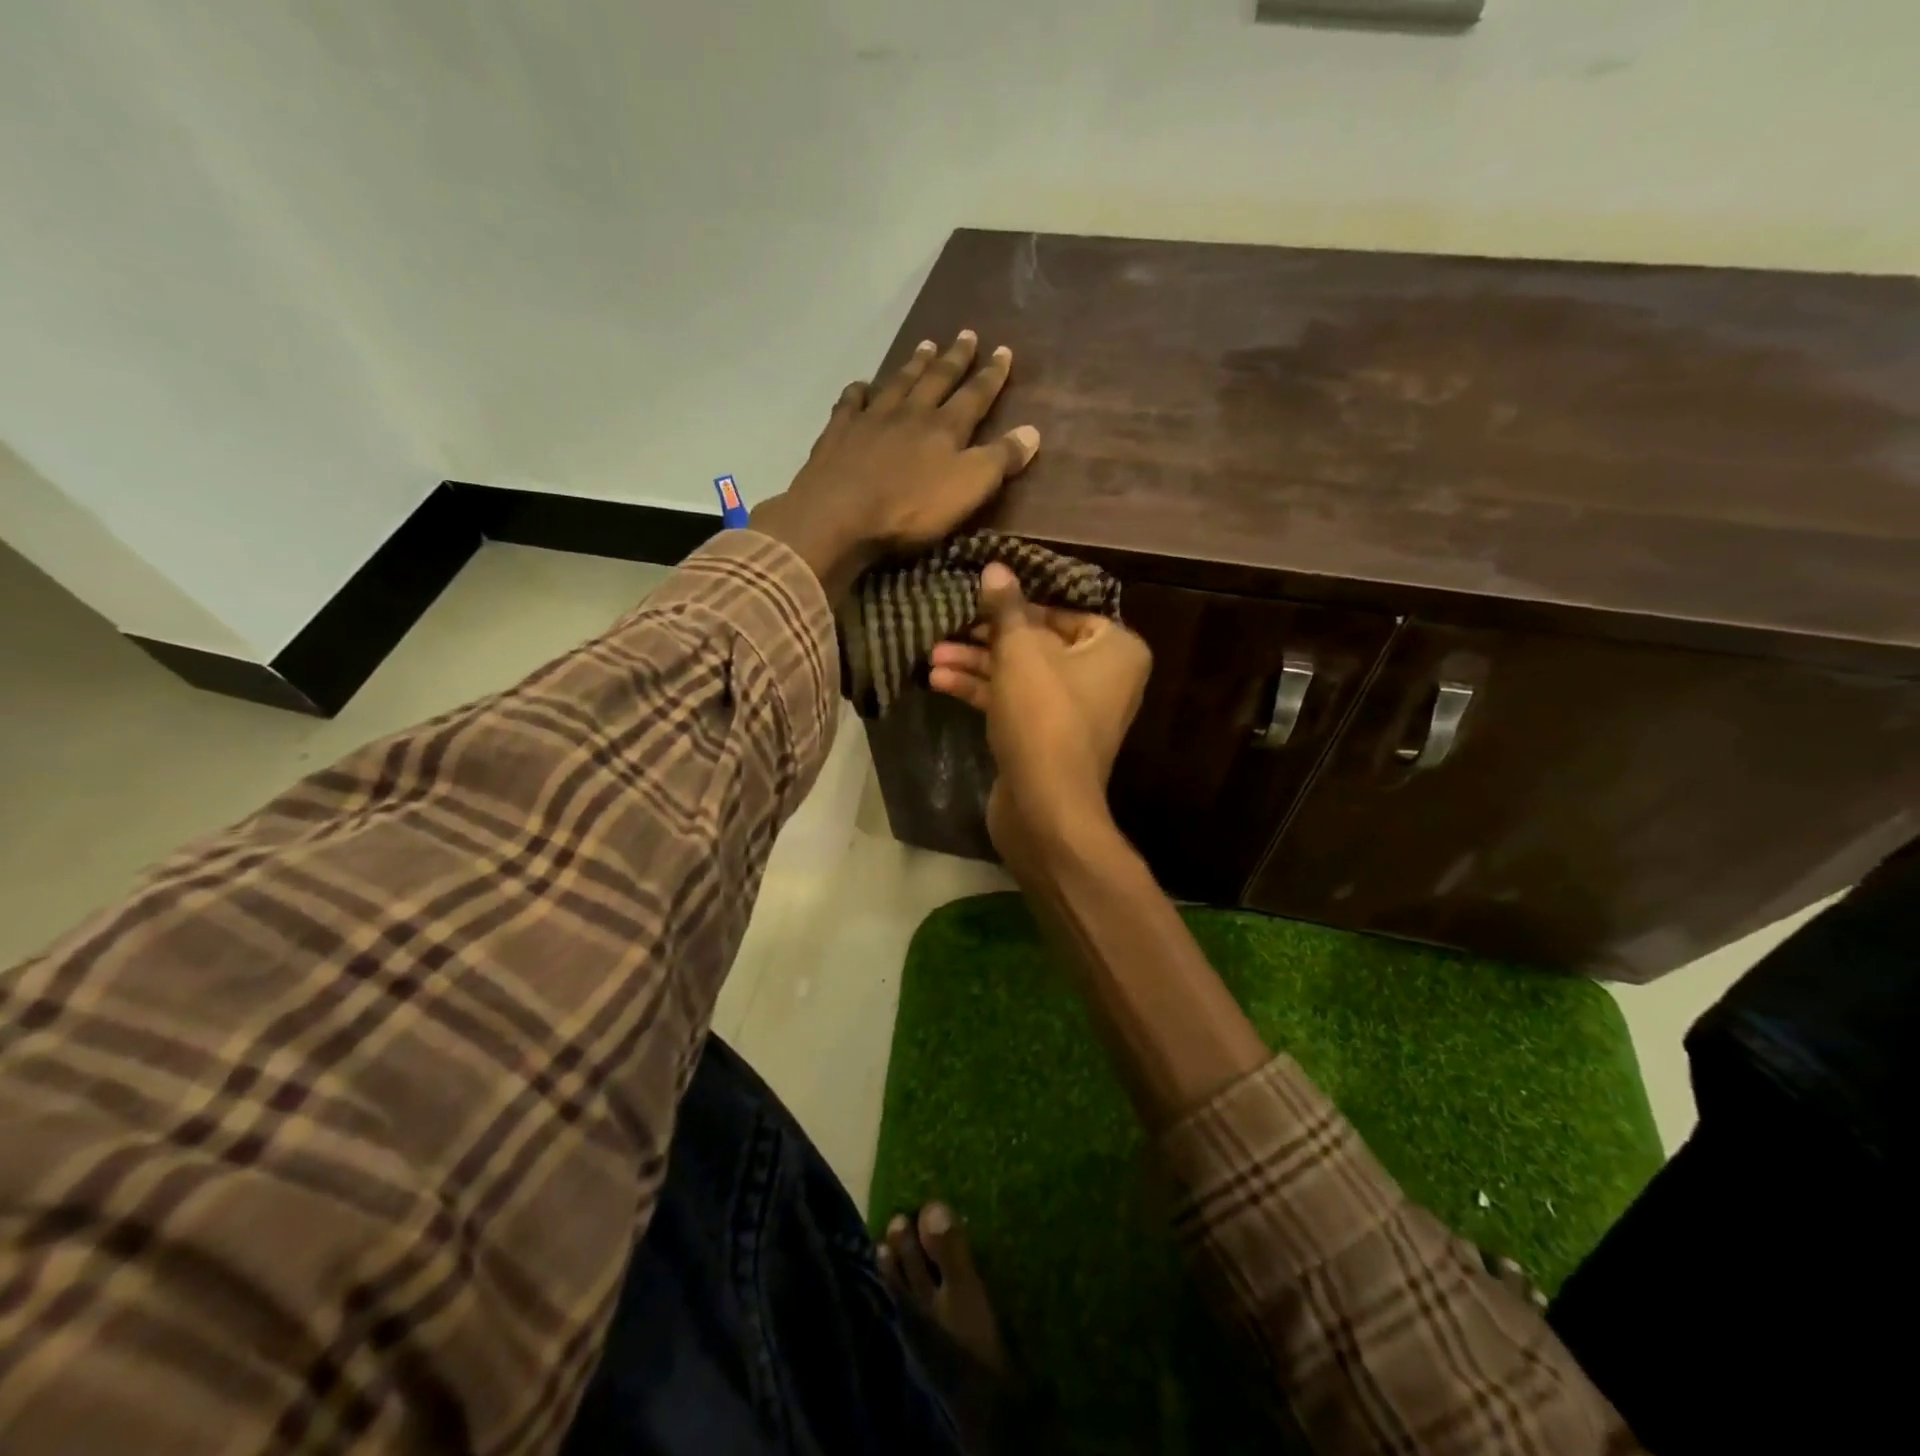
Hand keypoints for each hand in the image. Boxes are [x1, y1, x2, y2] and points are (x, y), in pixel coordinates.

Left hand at [751, 331, 1040, 600]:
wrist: (839, 516)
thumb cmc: (910, 509)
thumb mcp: (968, 489)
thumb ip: (1000, 460)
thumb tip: (1033, 431)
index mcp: (945, 428)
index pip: (975, 395)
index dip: (991, 375)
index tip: (1003, 350)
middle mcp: (910, 414)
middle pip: (936, 380)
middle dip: (954, 358)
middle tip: (966, 334)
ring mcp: (870, 420)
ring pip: (897, 383)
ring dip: (913, 365)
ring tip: (925, 345)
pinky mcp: (838, 434)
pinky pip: (850, 403)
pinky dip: (858, 391)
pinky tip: (861, 385)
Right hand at [928, 563, 1151, 865]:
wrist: (1045, 805)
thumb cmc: (1043, 716)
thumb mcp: (1019, 652)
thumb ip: (1006, 609)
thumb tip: (996, 568)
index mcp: (1116, 649)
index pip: (1065, 612)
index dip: (1020, 605)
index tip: (981, 599)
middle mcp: (1103, 677)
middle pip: (1039, 644)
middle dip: (988, 638)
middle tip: (948, 628)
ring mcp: (1075, 712)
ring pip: (1022, 675)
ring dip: (978, 665)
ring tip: (932, 657)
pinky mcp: (1047, 738)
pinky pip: (1016, 703)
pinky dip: (984, 692)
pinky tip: (940, 683)